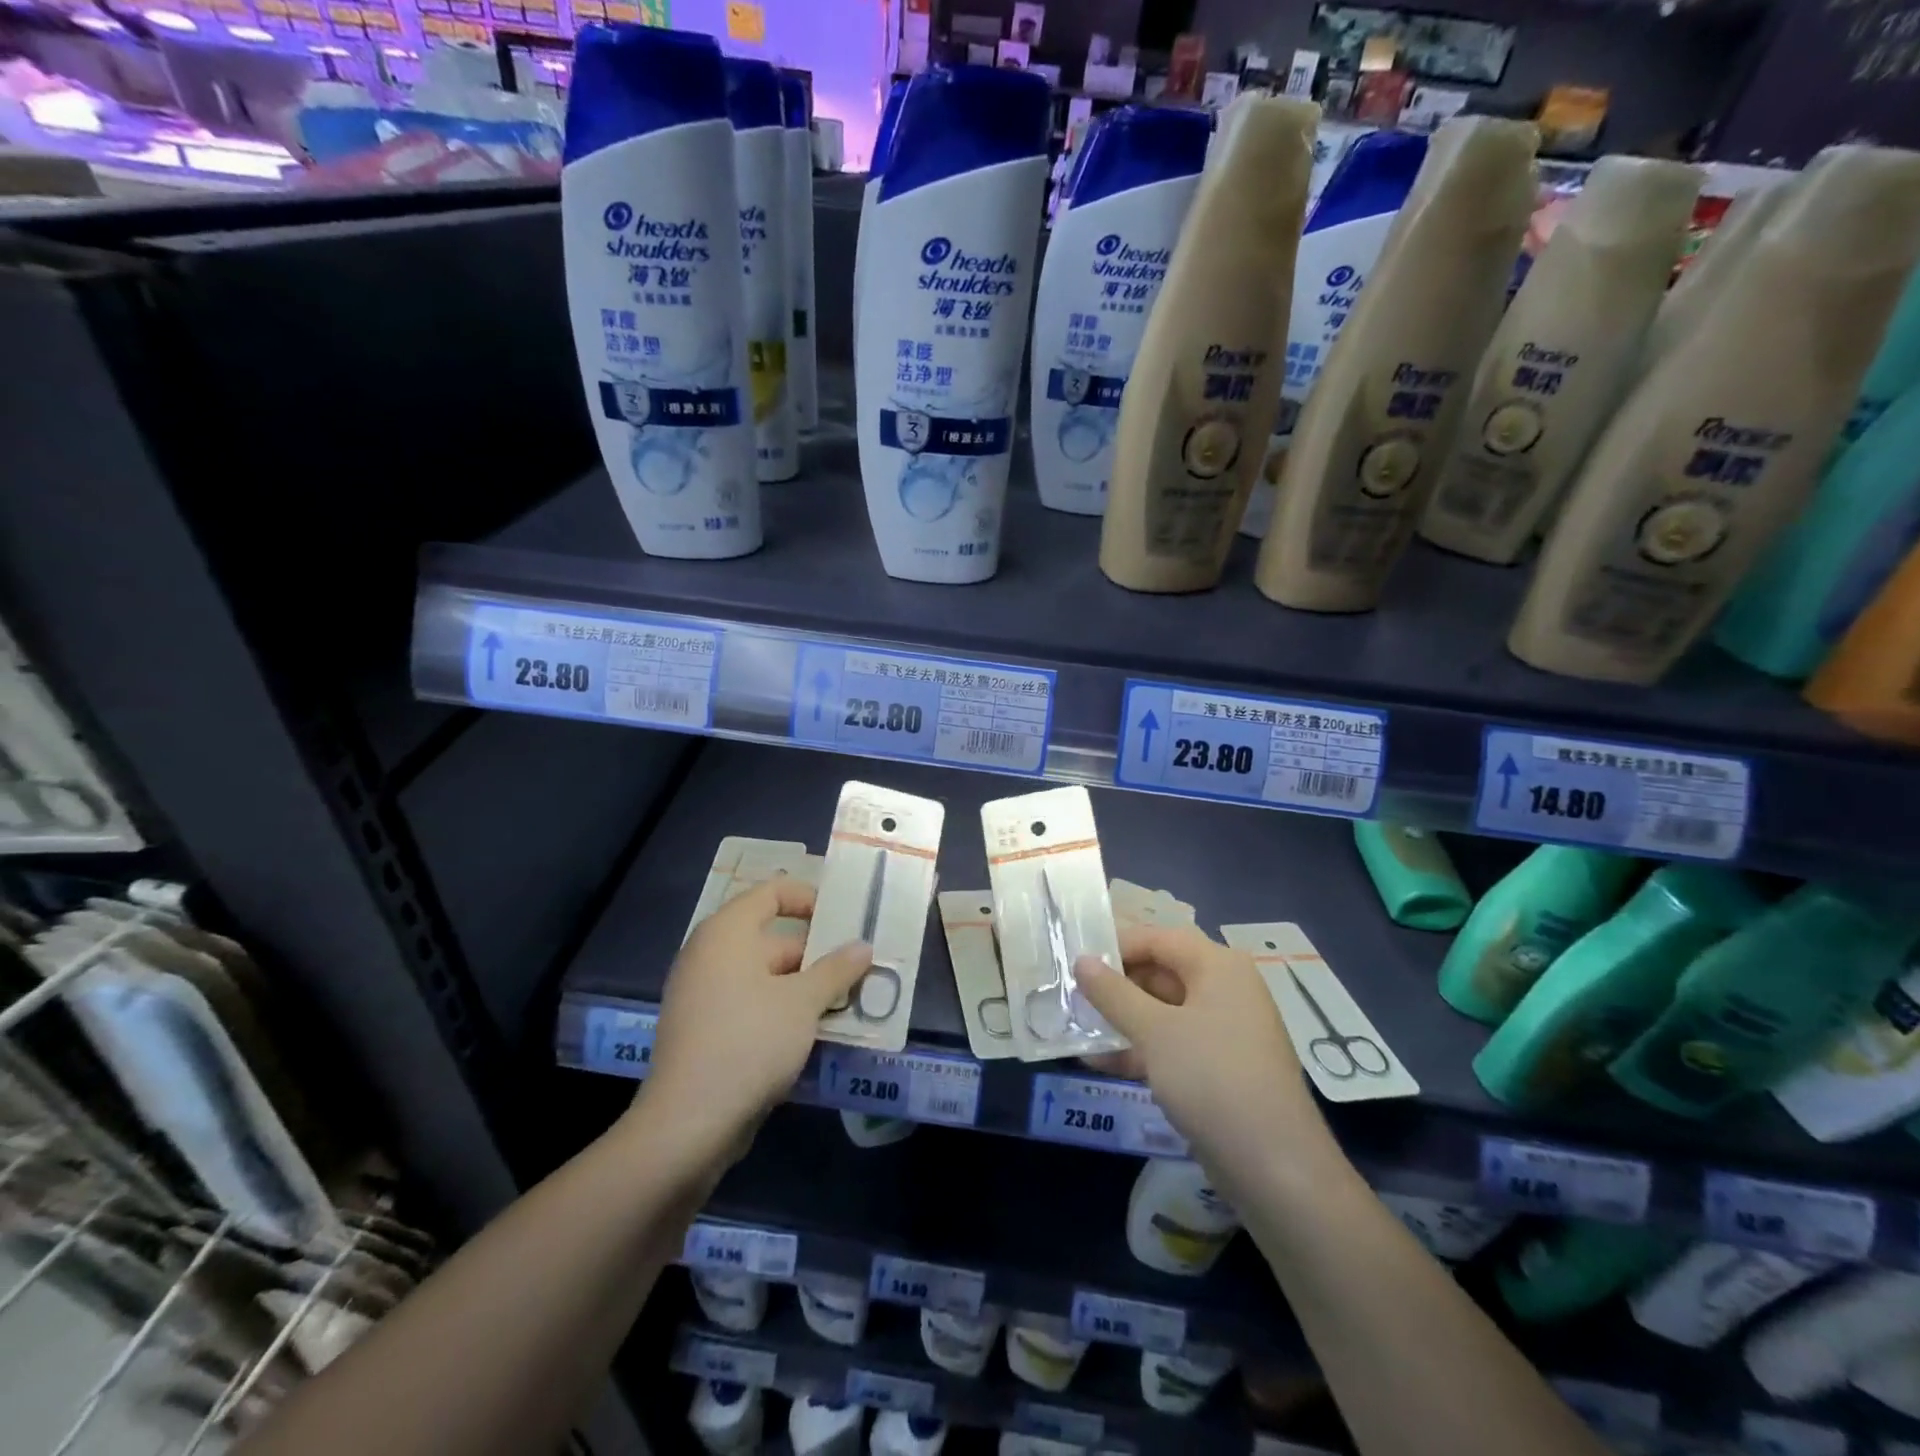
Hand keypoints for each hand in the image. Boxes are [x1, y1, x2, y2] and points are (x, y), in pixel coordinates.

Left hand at [637, 878, 871, 1160]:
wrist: (688, 1124)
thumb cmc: (749, 1041)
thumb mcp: (803, 1002)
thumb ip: (836, 969)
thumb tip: (863, 947)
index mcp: (727, 933)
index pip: (772, 892)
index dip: (809, 898)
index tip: (844, 919)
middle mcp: (710, 955)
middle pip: (772, 939)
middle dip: (818, 954)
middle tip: (859, 968)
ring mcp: (704, 995)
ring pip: (766, 978)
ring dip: (805, 987)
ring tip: (848, 1002)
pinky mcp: (705, 1032)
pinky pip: (752, 1006)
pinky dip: (783, 1011)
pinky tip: (816, 1033)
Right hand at [1076, 924, 1325, 1172]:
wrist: (1275, 1168)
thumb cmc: (1212, 1078)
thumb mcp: (1154, 1031)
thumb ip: (1113, 993)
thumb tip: (1082, 960)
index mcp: (1218, 966)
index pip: (1157, 938)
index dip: (1115, 945)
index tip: (1074, 961)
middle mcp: (1224, 990)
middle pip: (1160, 972)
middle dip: (1114, 986)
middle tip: (1068, 995)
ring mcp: (1223, 1032)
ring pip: (1162, 1011)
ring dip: (1120, 1020)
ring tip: (1074, 1028)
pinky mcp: (1218, 1069)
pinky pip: (1171, 1045)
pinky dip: (1139, 1049)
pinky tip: (1097, 1062)